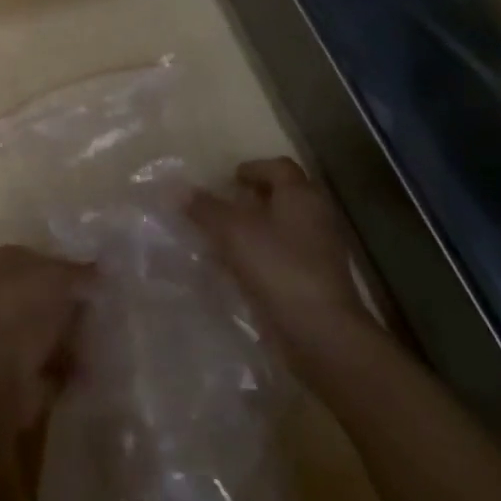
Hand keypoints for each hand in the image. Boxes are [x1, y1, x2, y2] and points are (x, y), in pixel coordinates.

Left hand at [0, 244, 92, 429]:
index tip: (101, 279)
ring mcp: (6, 335)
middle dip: (75, 304)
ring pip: (50, 329)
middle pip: (47, 295)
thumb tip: (103, 271)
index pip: (41, 258)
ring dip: (75, 336)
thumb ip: (83, 272)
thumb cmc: (22, 309)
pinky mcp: (16, 372)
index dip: (70, 267)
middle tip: (109, 308)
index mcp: (2, 261)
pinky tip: (95, 365)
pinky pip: (53, 362)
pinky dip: (71, 366)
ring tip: (107, 337)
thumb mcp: (60, 277)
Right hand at [188, 157, 389, 367]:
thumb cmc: (278, 268)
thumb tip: (179, 190)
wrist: (321, 334)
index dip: (253, 169)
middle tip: (224, 206)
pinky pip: (285, 257)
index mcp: (300, 195)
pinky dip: (263, 256)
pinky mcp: (317, 282)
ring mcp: (320, 251)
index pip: (279, 167)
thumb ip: (205, 209)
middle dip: (253, 199)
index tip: (229, 180)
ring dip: (256, 229)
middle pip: (283, 197)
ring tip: (224, 239)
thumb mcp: (232, 232)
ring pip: (283, 228)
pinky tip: (238, 270)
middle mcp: (315, 216)